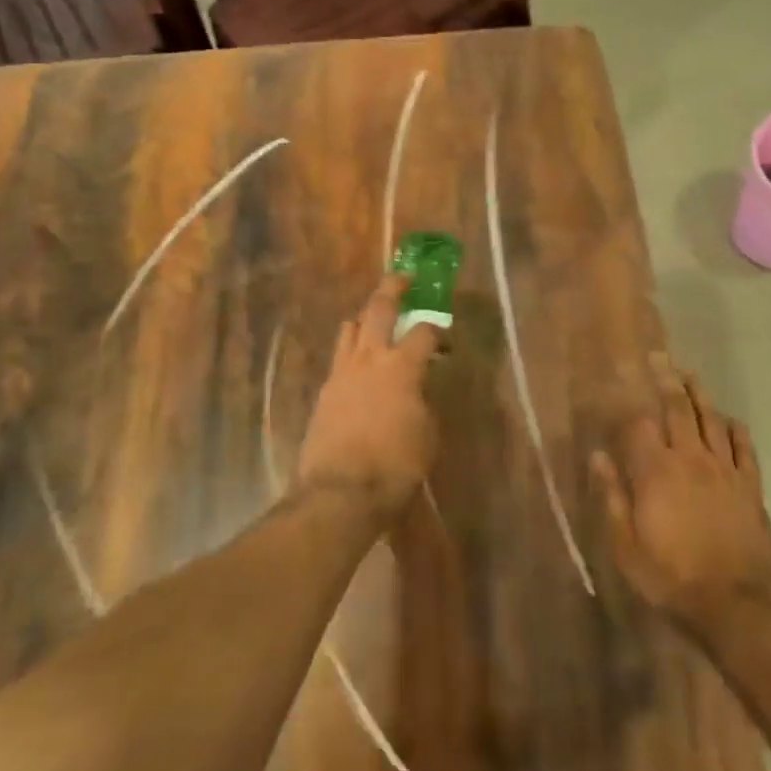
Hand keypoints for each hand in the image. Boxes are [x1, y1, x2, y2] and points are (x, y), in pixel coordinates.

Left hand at [296, 274, 439, 513]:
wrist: (340, 493)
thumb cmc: (395, 466)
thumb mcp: (427, 434)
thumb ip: (424, 401)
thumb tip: (419, 389)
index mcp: (401, 367)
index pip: (424, 331)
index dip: (439, 331)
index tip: (445, 340)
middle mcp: (369, 358)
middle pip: (378, 308)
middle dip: (393, 288)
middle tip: (404, 277)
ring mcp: (341, 372)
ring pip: (350, 327)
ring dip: (365, 318)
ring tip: (375, 319)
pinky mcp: (324, 390)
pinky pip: (339, 357)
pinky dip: (352, 351)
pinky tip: (359, 365)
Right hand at [591, 355, 770, 634]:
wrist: (736, 604)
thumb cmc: (671, 577)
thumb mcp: (626, 546)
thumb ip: (613, 497)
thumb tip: (598, 456)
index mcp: (655, 472)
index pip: (639, 424)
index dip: (628, 403)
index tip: (621, 383)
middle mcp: (690, 459)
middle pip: (677, 409)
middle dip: (666, 380)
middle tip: (659, 357)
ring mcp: (724, 470)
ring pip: (711, 419)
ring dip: (699, 394)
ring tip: (689, 374)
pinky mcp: (750, 486)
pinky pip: (743, 447)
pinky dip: (734, 428)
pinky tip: (728, 419)